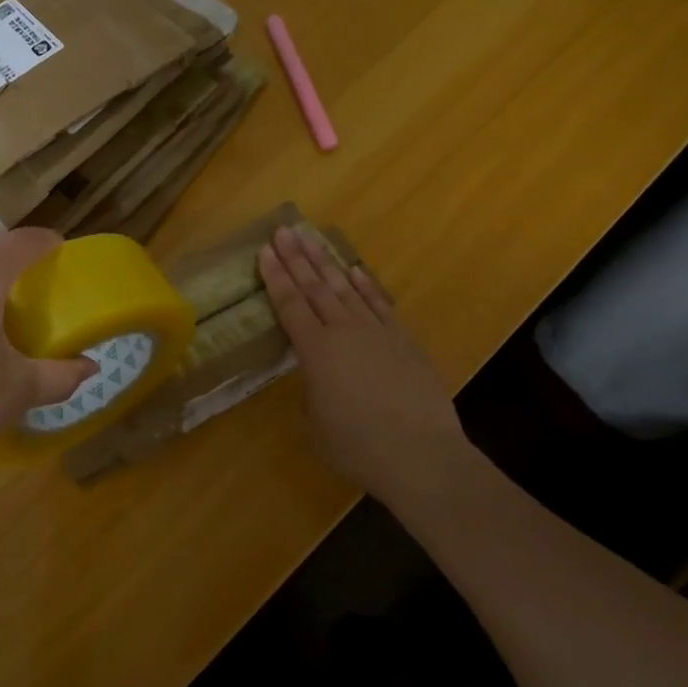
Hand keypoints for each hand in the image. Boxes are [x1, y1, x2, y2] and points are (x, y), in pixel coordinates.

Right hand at [258, 226, 474, 509]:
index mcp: (315, 352)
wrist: (422, 455)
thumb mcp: (316, 424)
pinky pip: (379, 304)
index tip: (265, 250)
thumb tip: (316, 377)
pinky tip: (355, 270)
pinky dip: (365, 285)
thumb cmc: (358, 448)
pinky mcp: (404, 341)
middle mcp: (344, 332)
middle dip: (297, 258)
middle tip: (284, 231)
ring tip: (312, 239)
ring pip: (346, 289)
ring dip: (326, 262)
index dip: (275, 276)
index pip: (290, 304)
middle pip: (315, 287)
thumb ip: (312, 391)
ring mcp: (377, 333)